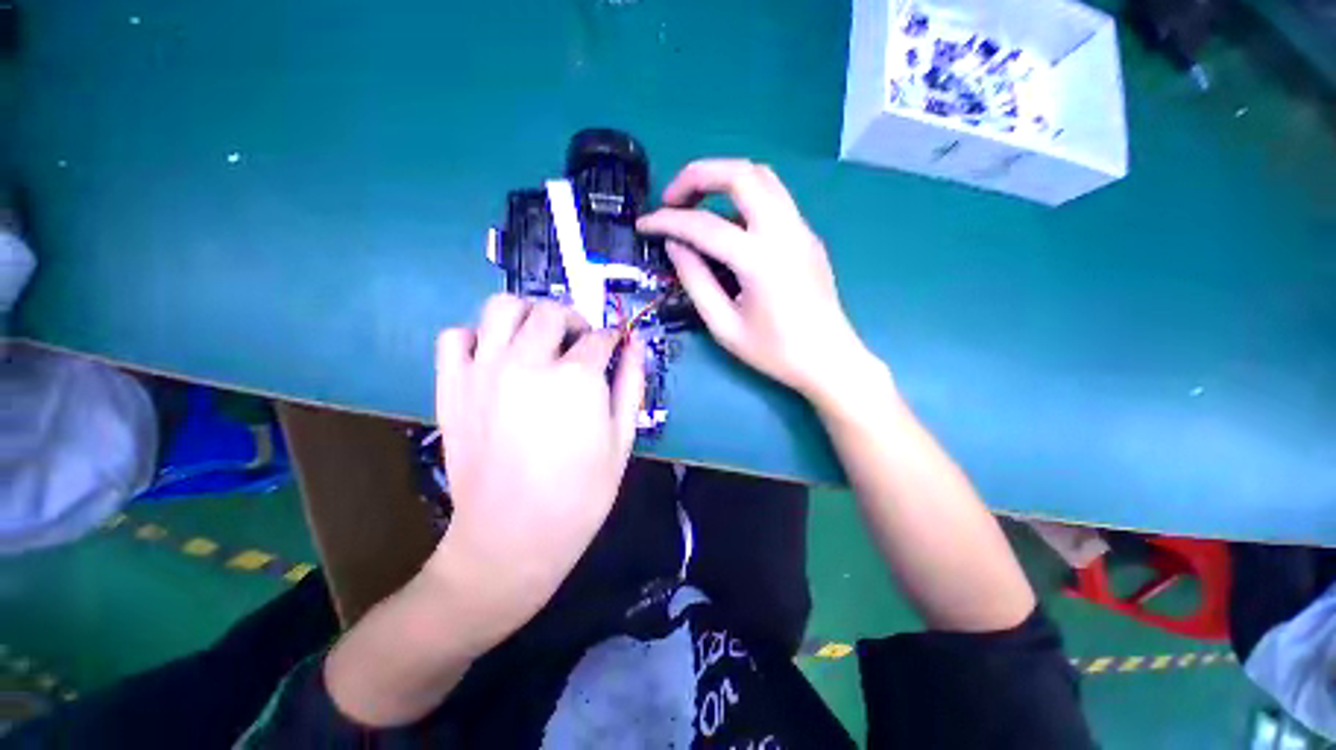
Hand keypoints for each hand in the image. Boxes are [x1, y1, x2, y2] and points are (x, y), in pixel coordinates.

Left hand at [425, 295, 644, 654]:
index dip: (612, 340)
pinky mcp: (452, 387)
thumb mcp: (622, 440)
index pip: (600, 337)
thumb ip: (631, 384)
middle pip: (552, 312)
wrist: (511, 538)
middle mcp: (528, 362)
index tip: (613, 348)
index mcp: (576, 378)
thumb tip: (635, 343)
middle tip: (580, 344)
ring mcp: (484, 371)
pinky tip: (494, 358)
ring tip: (538, 339)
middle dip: (574, 321)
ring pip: (502, 307)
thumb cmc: (580, 495)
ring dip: (527, 314)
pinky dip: (476, 337)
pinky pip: (455, 336)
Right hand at [637, 159, 877, 402]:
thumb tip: (675, 245)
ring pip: (762, 177)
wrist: (828, 359)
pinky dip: (743, 197)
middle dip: (697, 176)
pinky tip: (729, 225)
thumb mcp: (723, 326)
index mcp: (759, 259)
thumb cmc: (774, 352)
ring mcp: (801, 229)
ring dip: (723, 180)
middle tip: (672, 200)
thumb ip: (695, 281)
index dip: (667, 221)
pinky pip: (774, 198)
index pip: (703, 225)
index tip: (644, 225)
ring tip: (697, 207)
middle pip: (740, 173)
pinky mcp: (808, 235)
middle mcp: (783, 231)